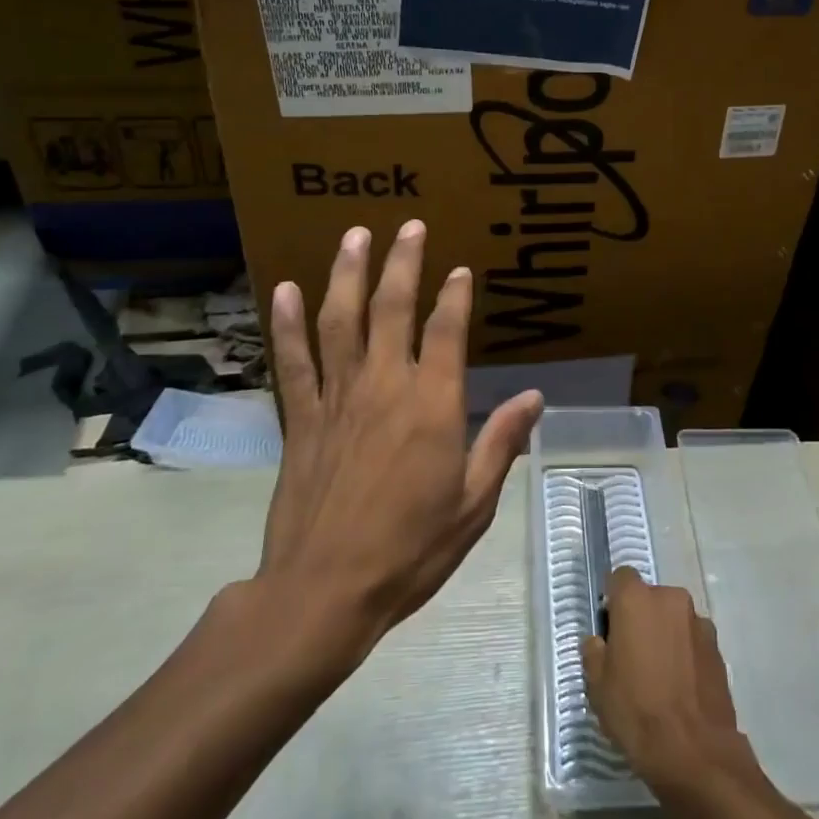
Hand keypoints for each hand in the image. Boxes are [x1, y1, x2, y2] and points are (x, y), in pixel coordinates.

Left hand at [258, 220, 542, 655]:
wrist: (324, 592)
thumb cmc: (410, 550)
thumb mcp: (473, 504)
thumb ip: (501, 444)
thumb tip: (534, 397)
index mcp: (433, 405)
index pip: (447, 332)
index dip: (456, 296)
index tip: (461, 271)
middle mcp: (385, 385)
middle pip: (393, 308)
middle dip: (403, 262)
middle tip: (409, 225)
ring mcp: (338, 397)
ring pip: (341, 320)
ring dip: (348, 274)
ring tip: (355, 236)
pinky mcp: (301, 417)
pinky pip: (293, 360)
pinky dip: (288, 323)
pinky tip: (285, 289)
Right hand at [581, 566, 760, 795]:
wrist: (695, 753)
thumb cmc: (637, 712)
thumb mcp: (598, 686)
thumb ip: (594, 652)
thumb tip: (599, 642)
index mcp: (636, 599)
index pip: (620, 578)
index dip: (613, 600)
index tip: (610, 628)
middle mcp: (670, 598)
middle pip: (649, 598)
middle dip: (641, 619)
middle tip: (632, 657)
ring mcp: (698, 621)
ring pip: (673, 619)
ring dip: (665, 635)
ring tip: (660, 676)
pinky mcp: (717, 647)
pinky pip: (692, 640)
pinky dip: (685, 653)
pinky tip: (680, 687)